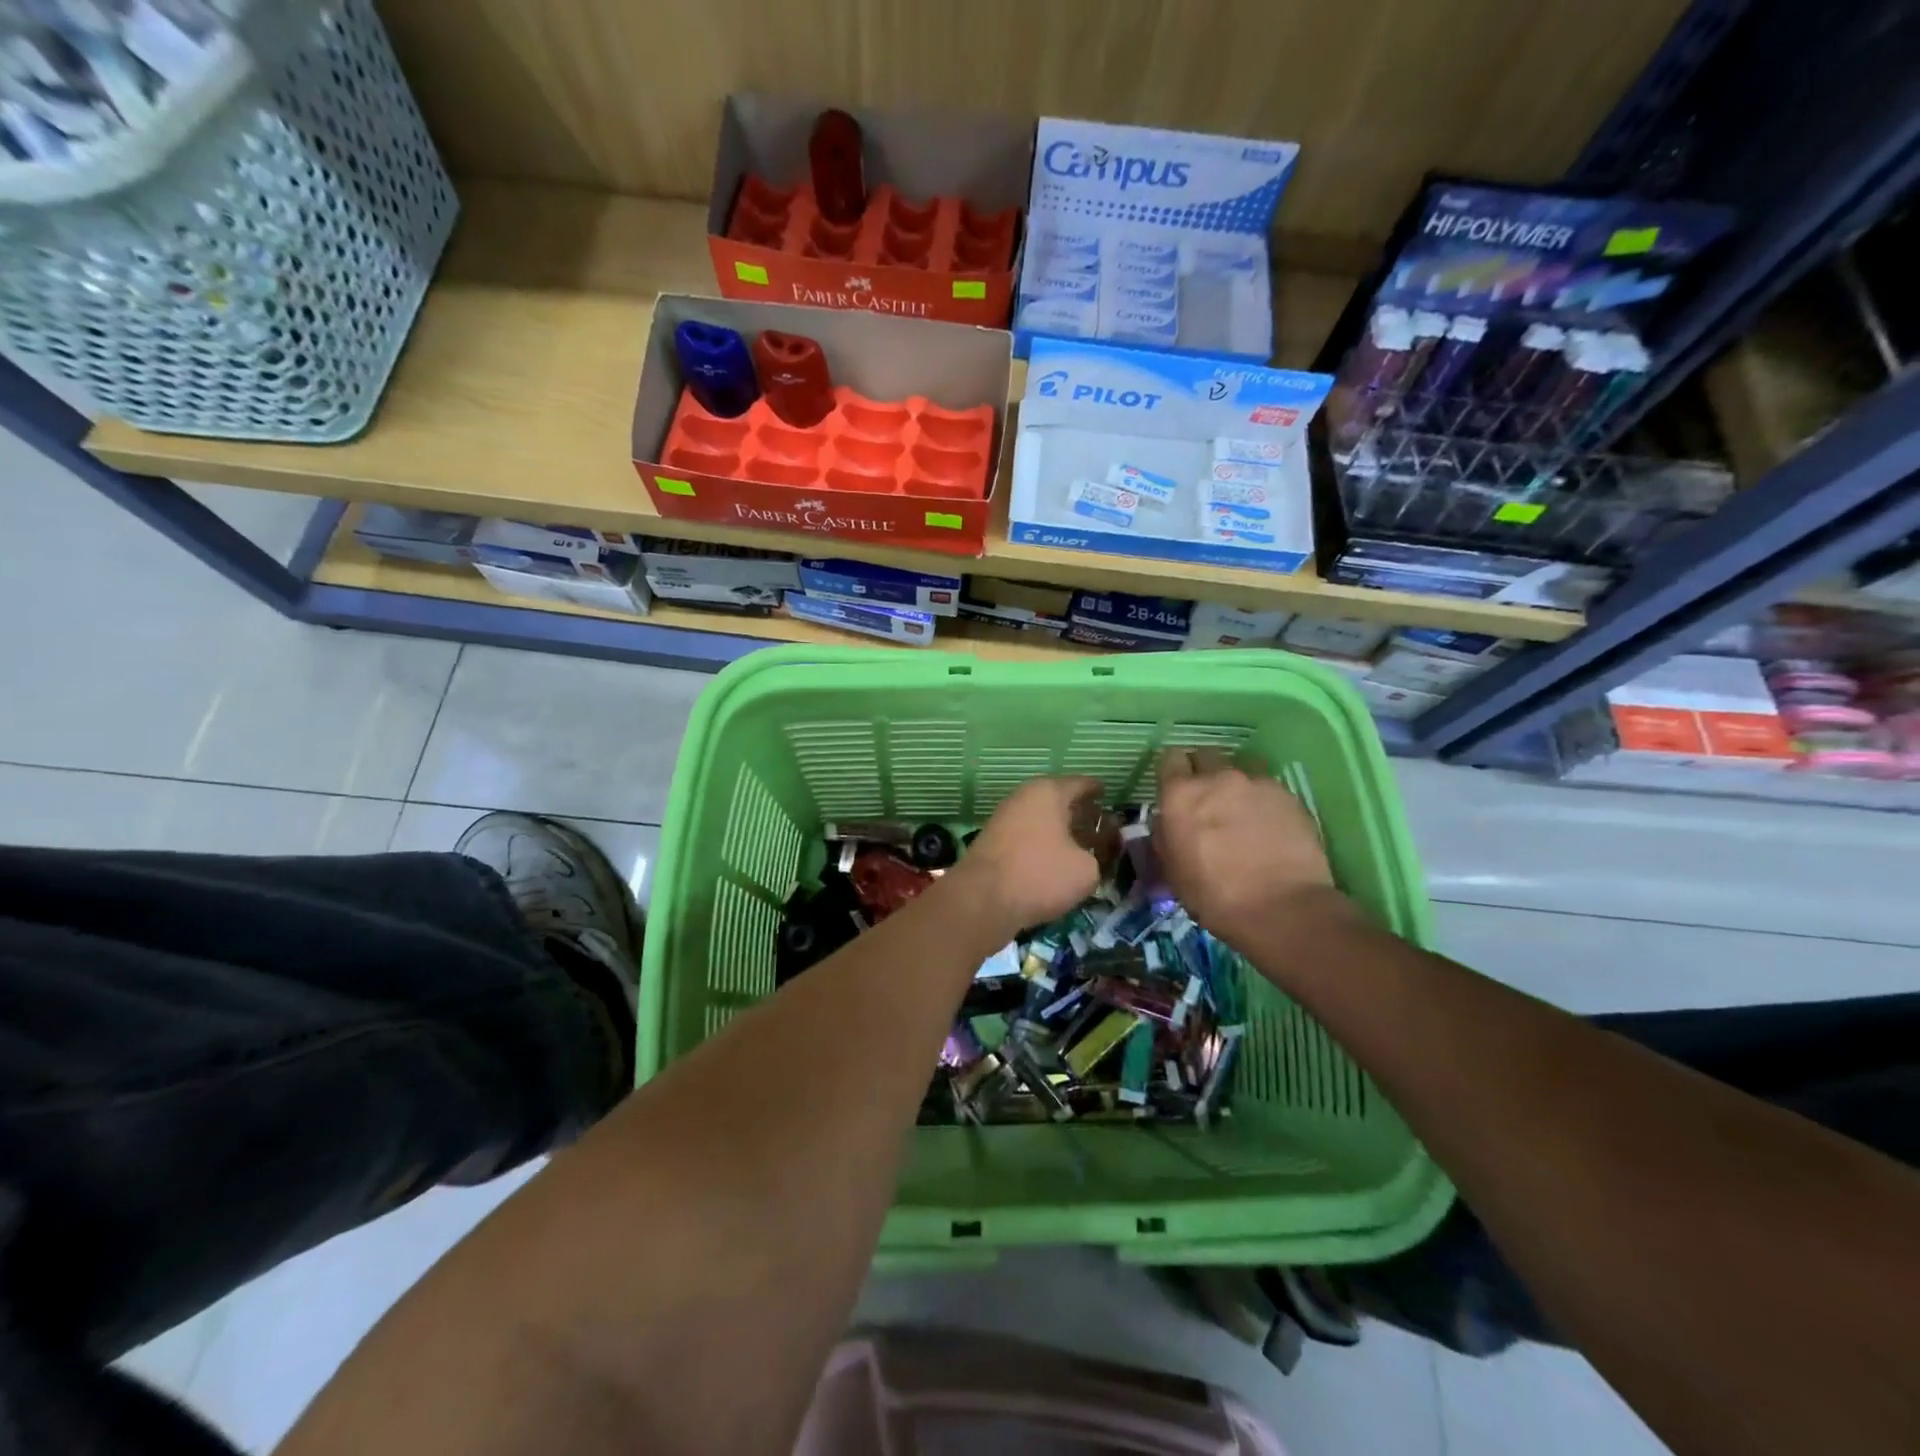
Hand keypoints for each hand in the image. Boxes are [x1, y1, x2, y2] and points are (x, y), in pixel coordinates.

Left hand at [951, 775, 1105, 935]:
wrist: (981, 899)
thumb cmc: (1040, 874)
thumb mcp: (1086, 870)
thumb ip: (1095, 857)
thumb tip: (1086, 858)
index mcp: (1048, 792)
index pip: (1081, 784)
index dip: (1097, 790)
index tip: (1108, 794)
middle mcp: (1024, 797)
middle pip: (1059, 801)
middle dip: (1081, 813)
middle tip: (1102, 825)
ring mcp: (1005, 819)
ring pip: (1042, 820)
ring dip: (1062, 831)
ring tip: (1083, 847)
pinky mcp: (993, 842)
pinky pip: (1028, 836)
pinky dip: (1044, 844)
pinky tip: (1056, 861)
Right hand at [1152, 747, 1340, 947]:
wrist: (1282, 909)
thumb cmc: (1214, 896)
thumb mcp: (1172, 871)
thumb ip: (1165, 836)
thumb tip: (1167, 823)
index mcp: (1180, 795)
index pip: (1170, 759)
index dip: (1172, 772)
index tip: (1175, 789)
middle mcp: (1217, 778)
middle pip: (1205, 755)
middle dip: (1203, 771)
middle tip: (1207, 798)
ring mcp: (1256, 783)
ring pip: (1240, 767)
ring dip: (1235, 782)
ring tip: (1241, 808)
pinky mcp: (1288, 795)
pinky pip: (1267, 787)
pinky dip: (1263, 799)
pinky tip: (1268, 823)